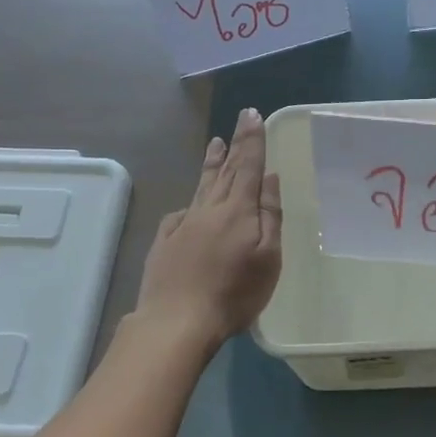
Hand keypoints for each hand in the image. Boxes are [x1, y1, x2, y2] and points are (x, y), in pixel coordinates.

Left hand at [133, 108, 282, 349]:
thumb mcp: (268, 257)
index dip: (252, 140)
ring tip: (215, 143)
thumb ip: (270, 215)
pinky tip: (191, 203)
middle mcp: (209, 209)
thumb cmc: (234, 293)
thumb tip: (269, 177)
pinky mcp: (165, 241)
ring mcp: (183, 224)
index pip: (248, 166)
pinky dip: (191, 201)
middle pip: (226, 171)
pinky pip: (181, 213)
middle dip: (236, 144)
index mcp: (238, 210)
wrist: (177, 321)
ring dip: (211, 163)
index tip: (253, 115)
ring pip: (201, 186)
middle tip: (240, 119)